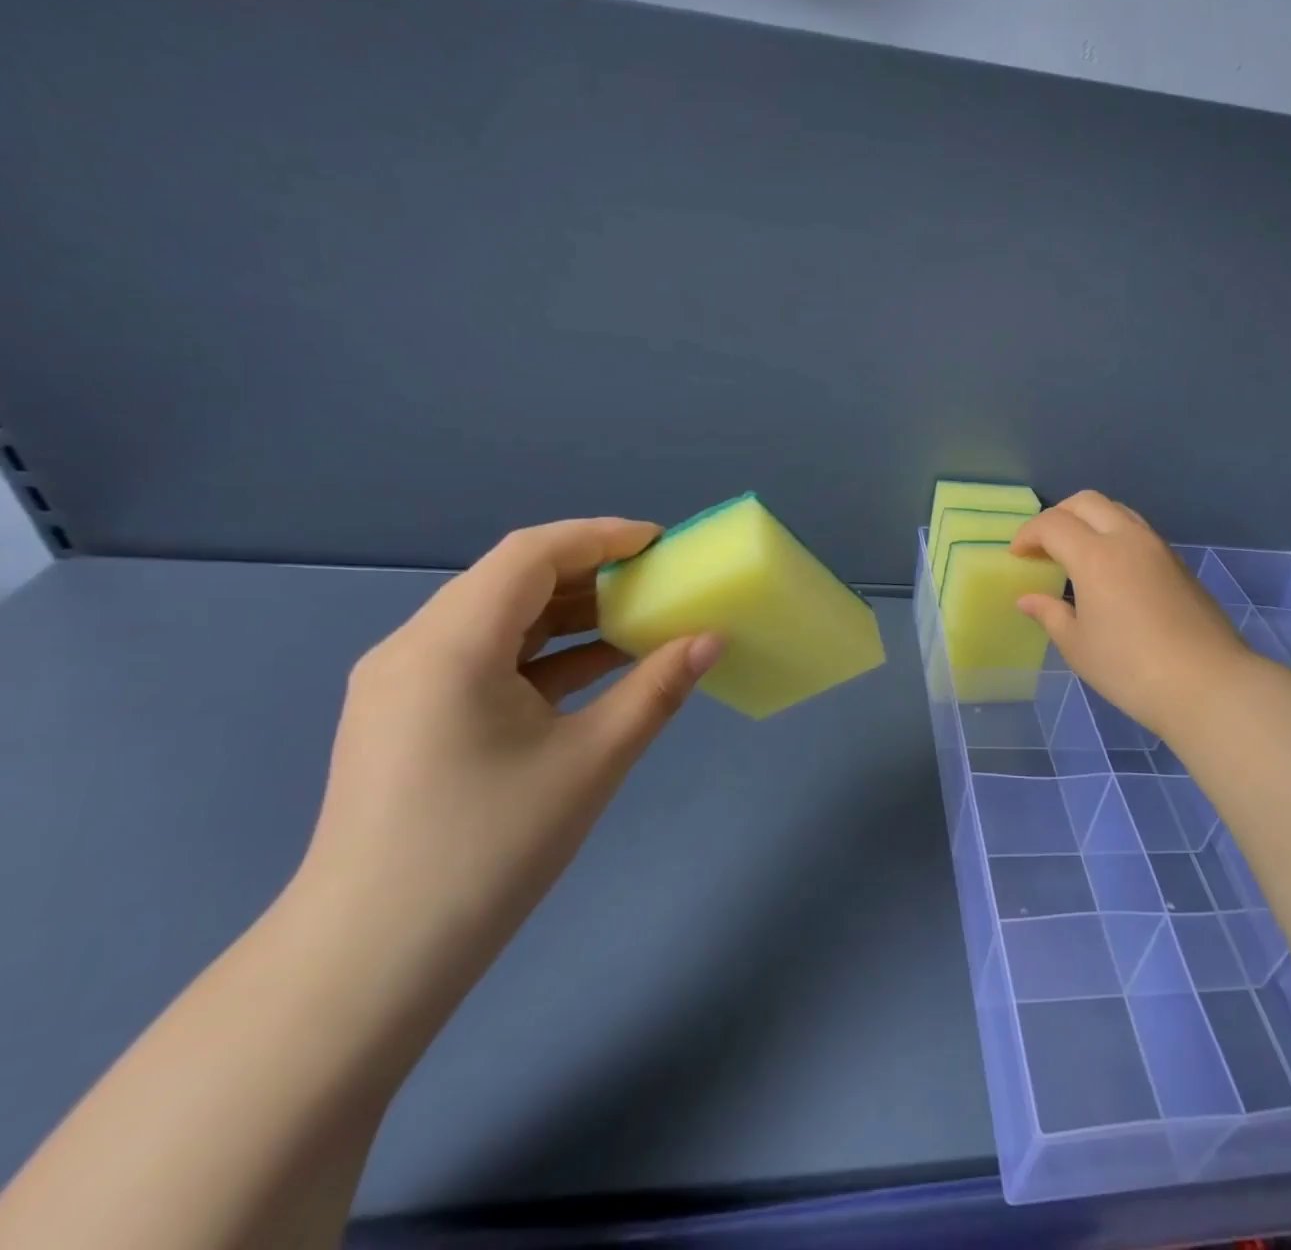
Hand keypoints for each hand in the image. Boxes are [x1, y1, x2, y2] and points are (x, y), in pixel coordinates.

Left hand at [300, 518, 724, 966]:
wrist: (370, 961)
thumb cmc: (488, 849)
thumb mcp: (591, 760)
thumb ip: (657, 689)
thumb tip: (712, 638)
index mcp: (450, 645)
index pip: (530, 554)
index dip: (600, 536)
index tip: (662, 543)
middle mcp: (416, 648)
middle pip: (512, 580)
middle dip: (590, 571)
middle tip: (659, 580)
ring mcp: (406, 684)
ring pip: (499, 619)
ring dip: (569, 613)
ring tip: (638, 617)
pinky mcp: (411, 716)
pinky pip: (486, 658)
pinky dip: (545, 653)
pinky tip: (597, 666)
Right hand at [1011, 492, 1253, 740]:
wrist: (1207, 684)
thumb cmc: (1130, 668)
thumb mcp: (1078, 646)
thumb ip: (1050, 614)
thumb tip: (1028, 599)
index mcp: (1096, 556)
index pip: (1053, 524)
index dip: (1028, 535)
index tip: (1016, 556)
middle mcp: (1128, 539)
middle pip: (1086, 502)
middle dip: (1057, 516)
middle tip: (1042, 546)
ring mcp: (1158, 548)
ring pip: (1117, 511)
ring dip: (1089, 521)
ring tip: (1075, 554)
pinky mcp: (1178, 564)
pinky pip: (1138, 532)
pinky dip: (1113, 535)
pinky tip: (1109, 571)